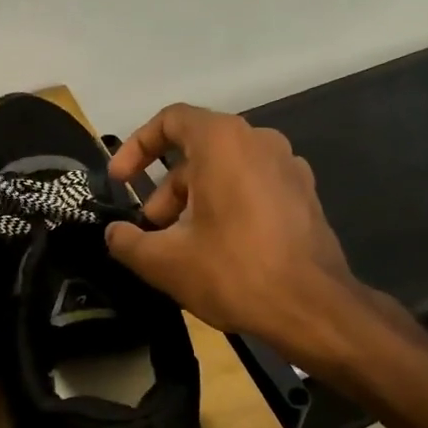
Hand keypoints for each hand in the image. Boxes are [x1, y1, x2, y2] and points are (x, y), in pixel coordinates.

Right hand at [104, 103, 375, 365]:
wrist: (313, 308)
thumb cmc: (234, 271)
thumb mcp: (165, 261)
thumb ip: (128, 242)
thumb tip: (114, 234)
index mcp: (223, 141)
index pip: (170, 120)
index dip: (136, 146)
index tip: (120, 181)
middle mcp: (259, 141)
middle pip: (197, 151)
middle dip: (165, 191)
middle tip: (151, 232)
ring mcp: (288, 167)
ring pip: (225, 172)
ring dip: (194, 203)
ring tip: (181, 248)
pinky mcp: (304, 195)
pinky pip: (252, 188)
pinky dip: (226, 207)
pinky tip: (219, 251)